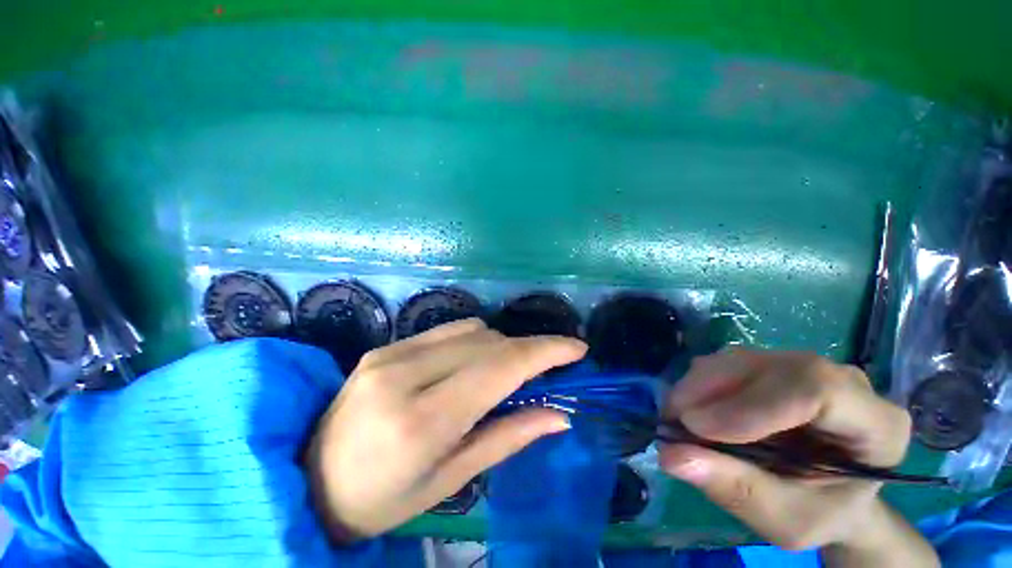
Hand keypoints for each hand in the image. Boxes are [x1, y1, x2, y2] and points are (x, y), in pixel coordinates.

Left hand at [305, 318, 585, 541]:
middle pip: (489, 342)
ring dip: (500, 345)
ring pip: (471, 329)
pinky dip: (474, 340)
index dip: (545, 351)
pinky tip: (472, 362)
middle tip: (544, 370)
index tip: (577, 348)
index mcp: (421, 420)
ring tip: (505, 373)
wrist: (309, 481)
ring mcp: (390, 353)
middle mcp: (404, 374)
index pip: (500, 368)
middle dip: (527, 350)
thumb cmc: (382, 500)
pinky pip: (447, 330)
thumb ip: (508, 437)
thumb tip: (558, 414)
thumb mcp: (450, 481)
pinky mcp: (384, 346)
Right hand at [660, 349, 936, 565]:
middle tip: (672, 419)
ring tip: (676, 416)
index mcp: (877, 423)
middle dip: (711, 391)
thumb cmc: (820, 512)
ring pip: (743, 359)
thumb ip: (737, 490)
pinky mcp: (774, 364)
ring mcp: (806, 367)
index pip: (817, 390)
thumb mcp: (787, 520)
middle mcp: (845, 381)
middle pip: (771, 368)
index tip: (697, 428)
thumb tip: (671, 455)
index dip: (752, 405)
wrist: (830, 494)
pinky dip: (701, 382)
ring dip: (699, 384)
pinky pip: (729, 362)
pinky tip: (691, 407)